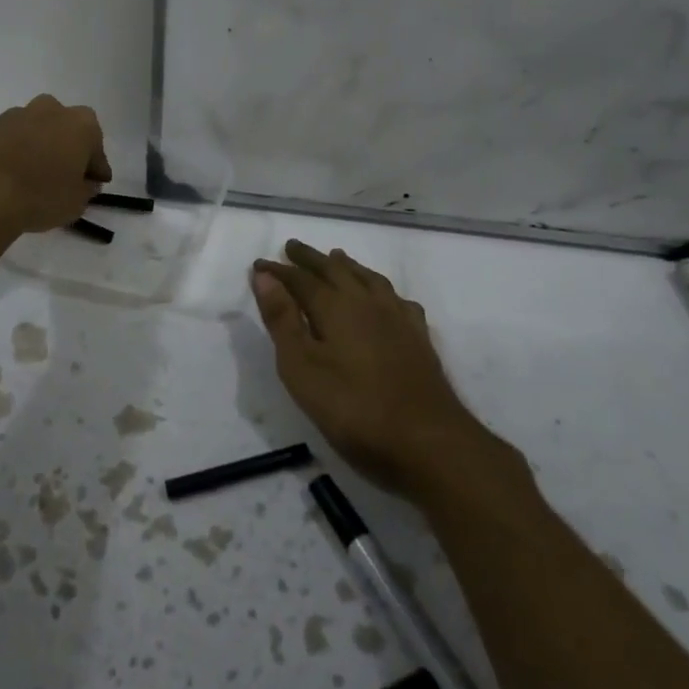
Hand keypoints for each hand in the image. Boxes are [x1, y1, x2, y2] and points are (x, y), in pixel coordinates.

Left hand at [0, 94, 110, 234]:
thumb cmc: (40, 196)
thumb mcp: (77, 202)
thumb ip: (87, 188)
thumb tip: (86, 181)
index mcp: (81, 124)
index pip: (97, 148)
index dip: (96, 168)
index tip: (95, 183)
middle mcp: (51, 109)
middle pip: (67, 129)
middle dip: (68, 148)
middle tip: (65, 175)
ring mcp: (17, 115)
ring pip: (38, 130)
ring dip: (40, 147)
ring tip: (35, 177)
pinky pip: (13, 139)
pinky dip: (16, 152)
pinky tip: (13, 175)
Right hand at [252, 240, 519, 500]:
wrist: (428, 442)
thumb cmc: (354, 409)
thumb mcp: (302, 368)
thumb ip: (282, 320)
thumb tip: (264, 275)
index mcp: (335, 307)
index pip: (300, 280)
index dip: (278, 271)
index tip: (259, 263)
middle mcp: (367, 303)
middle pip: (335, 271)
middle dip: (311, 259)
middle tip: (293, 247)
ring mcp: (398, 319)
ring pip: (369, 279)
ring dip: (347, 266)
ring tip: (336, 258)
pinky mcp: (419, 339)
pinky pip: (398, 300)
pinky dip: (383, 290)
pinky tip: (385, 299)